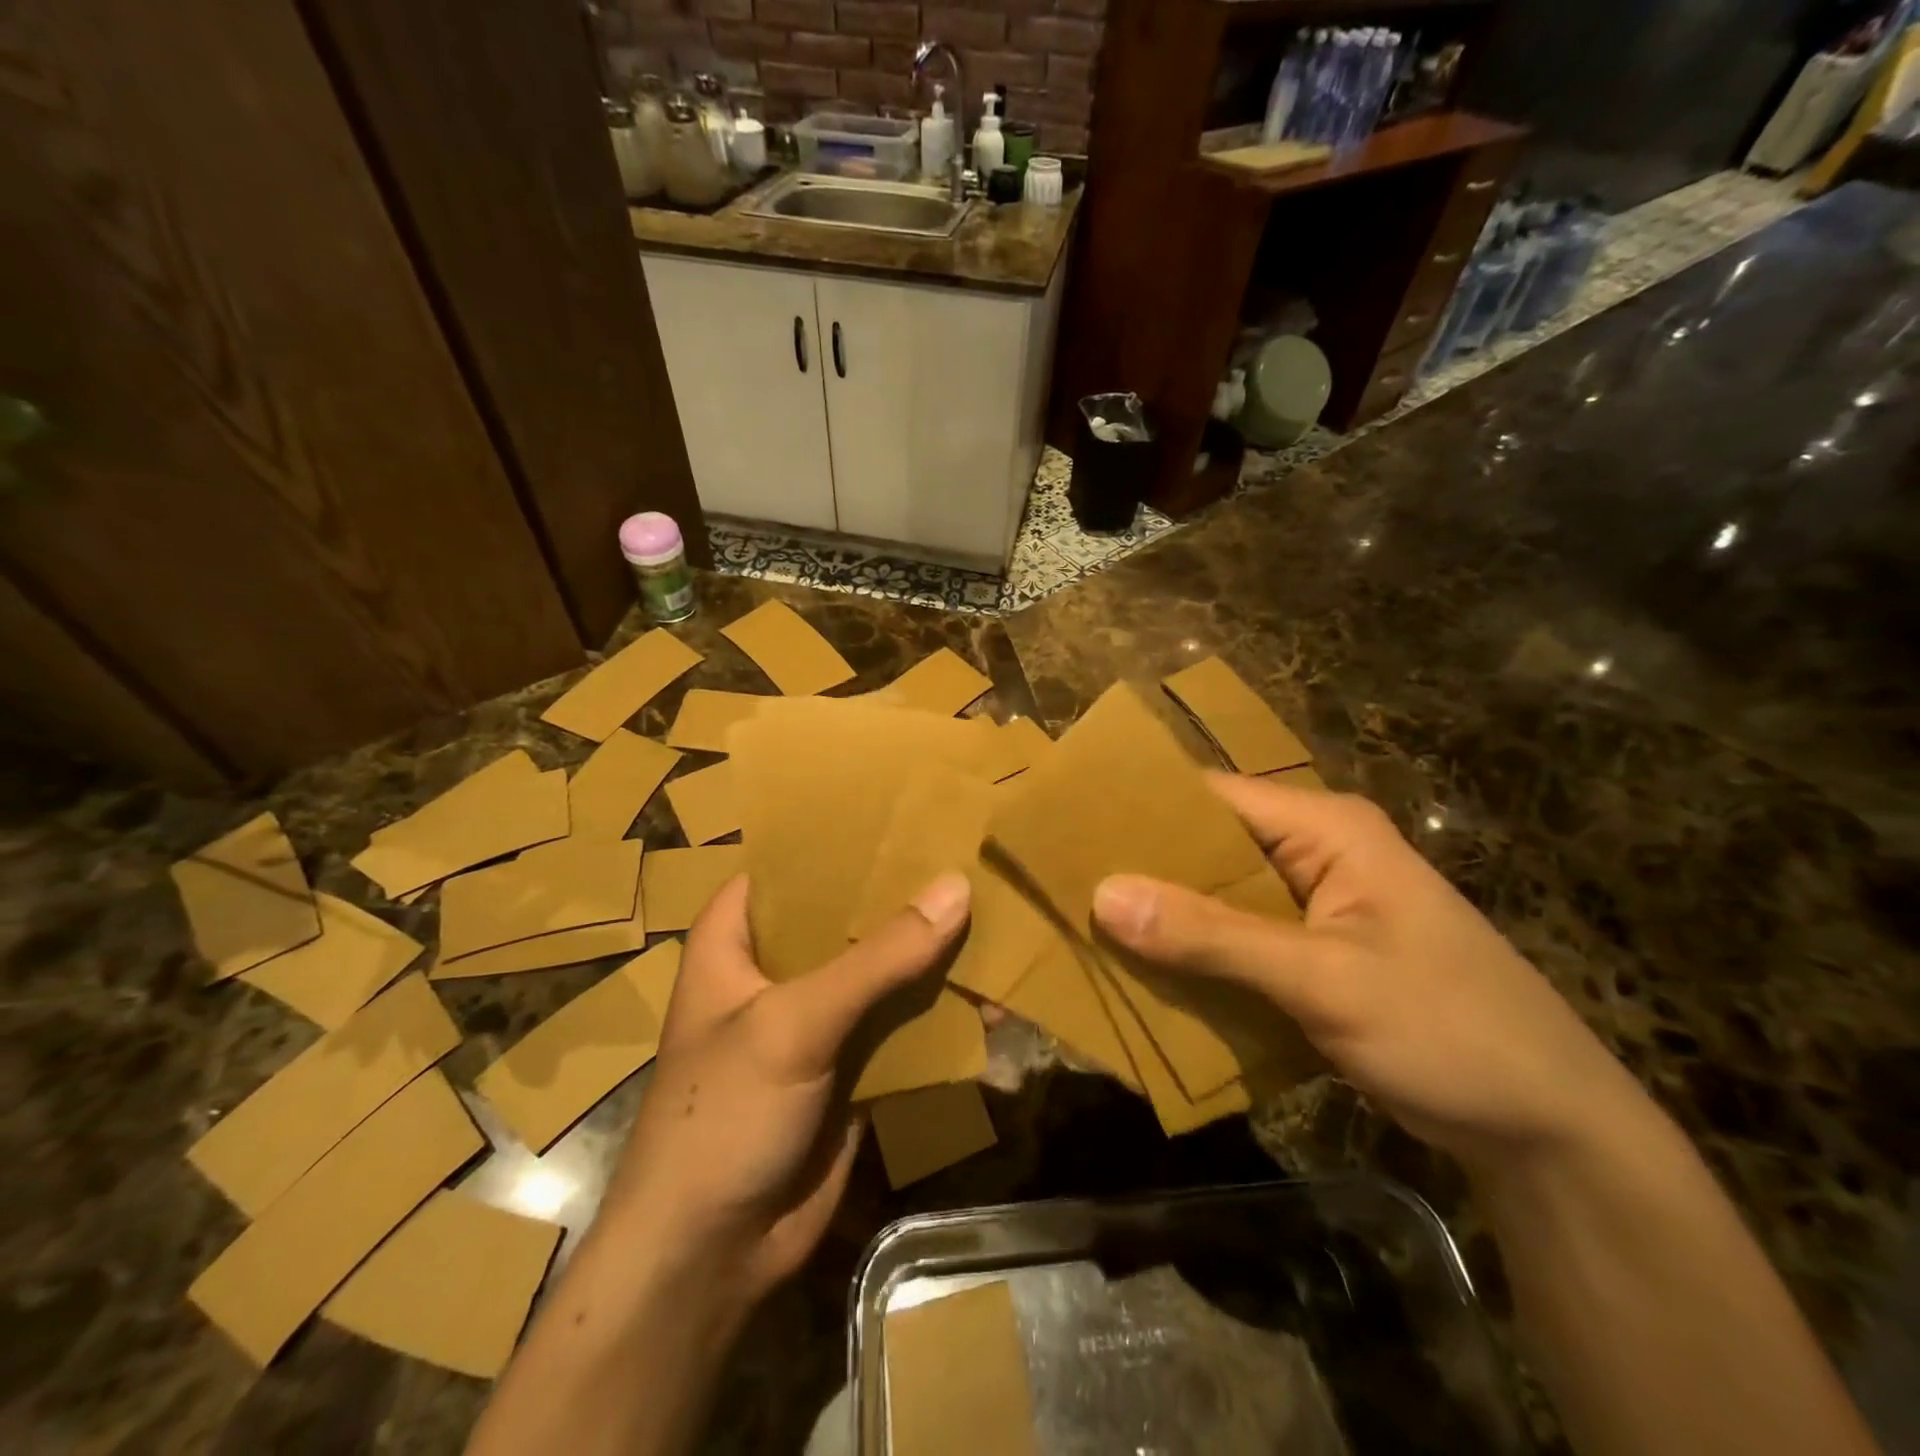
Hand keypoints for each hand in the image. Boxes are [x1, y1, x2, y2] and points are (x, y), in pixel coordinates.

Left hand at [602, 871, 971, 1306]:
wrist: (712, 1255)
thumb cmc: (724, 1114)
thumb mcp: (794, 1022)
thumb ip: (878, 958)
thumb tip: (956, 888)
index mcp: (737, 938)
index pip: (792, 865)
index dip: (844, 837)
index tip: (909, 810)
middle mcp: (777, 968)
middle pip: (848, 914)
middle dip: (904, 894)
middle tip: (970, 853)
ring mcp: (817, 1018)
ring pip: (882, 968)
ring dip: (932, 952)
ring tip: (996, 913)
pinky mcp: (850, 1063)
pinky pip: (901, 1021)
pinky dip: (940, 1010)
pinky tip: (991, 995)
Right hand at [1092, 775, 1650, 1166]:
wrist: (1551, 1129)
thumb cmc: (1450, 1030)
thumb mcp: (1325, 980)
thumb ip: (1214, 936)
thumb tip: (1105, 895)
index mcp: (1325, 828)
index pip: (1211, 795)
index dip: (1139, 809)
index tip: (1067, 828)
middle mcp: (1314, 852)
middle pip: (1207, 846)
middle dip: (1142, 868)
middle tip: (1062, 884)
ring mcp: (1313, 905)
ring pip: (1216, 896)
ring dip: (1163, 916)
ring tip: (1084, 926)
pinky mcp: (1312, 953)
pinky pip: (1234, 939)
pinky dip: (1194, 954)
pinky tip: (1144, 973)